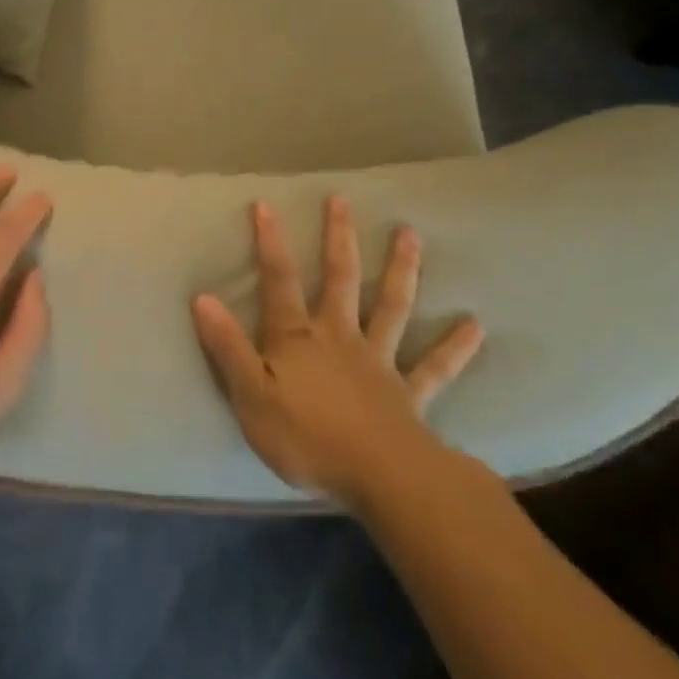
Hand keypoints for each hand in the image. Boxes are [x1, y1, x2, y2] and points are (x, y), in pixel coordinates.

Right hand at [191, 197, 484, 507]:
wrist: (378, 479)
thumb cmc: (306, 438)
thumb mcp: (250, 396)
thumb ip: (227, 347)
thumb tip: (202, 298)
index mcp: (298, 338)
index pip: (279, 282)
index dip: (270, 243)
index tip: (266, 204)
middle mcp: (340, 336)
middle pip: (340, 278)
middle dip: (339, 237)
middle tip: (342, 199)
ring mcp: (379, 361)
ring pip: (392, 306)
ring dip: (401, 269)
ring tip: (411, 233)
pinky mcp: (409, 393)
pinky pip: (435, 367)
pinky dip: (455, 347)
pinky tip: (476, 326)